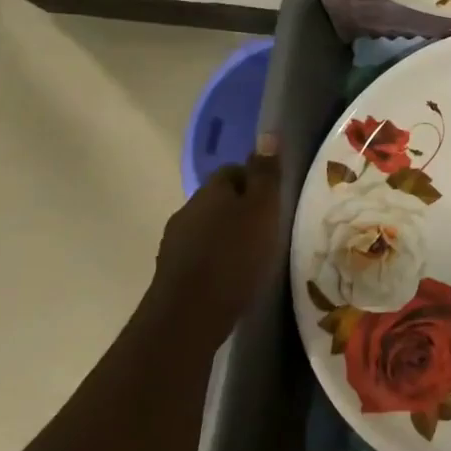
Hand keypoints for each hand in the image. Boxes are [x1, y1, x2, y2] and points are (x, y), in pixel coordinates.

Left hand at [144, 144, 282, 351]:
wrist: (189, 315)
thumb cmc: (235, 256)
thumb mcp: (263, 210)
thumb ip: (265, 175)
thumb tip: (267, 134)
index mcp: (210, 191)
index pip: (233, 170)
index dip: (256, 180)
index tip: (277, 199)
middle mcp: (188, 211)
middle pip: (219, 200)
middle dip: (242, 209)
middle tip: (271, 227)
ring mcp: (176, 244)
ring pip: (209, 228)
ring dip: (229, 235)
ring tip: (256, 254)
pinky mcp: (174, 274)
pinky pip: (202, 255)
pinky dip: (218, 259)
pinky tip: (235, 276)